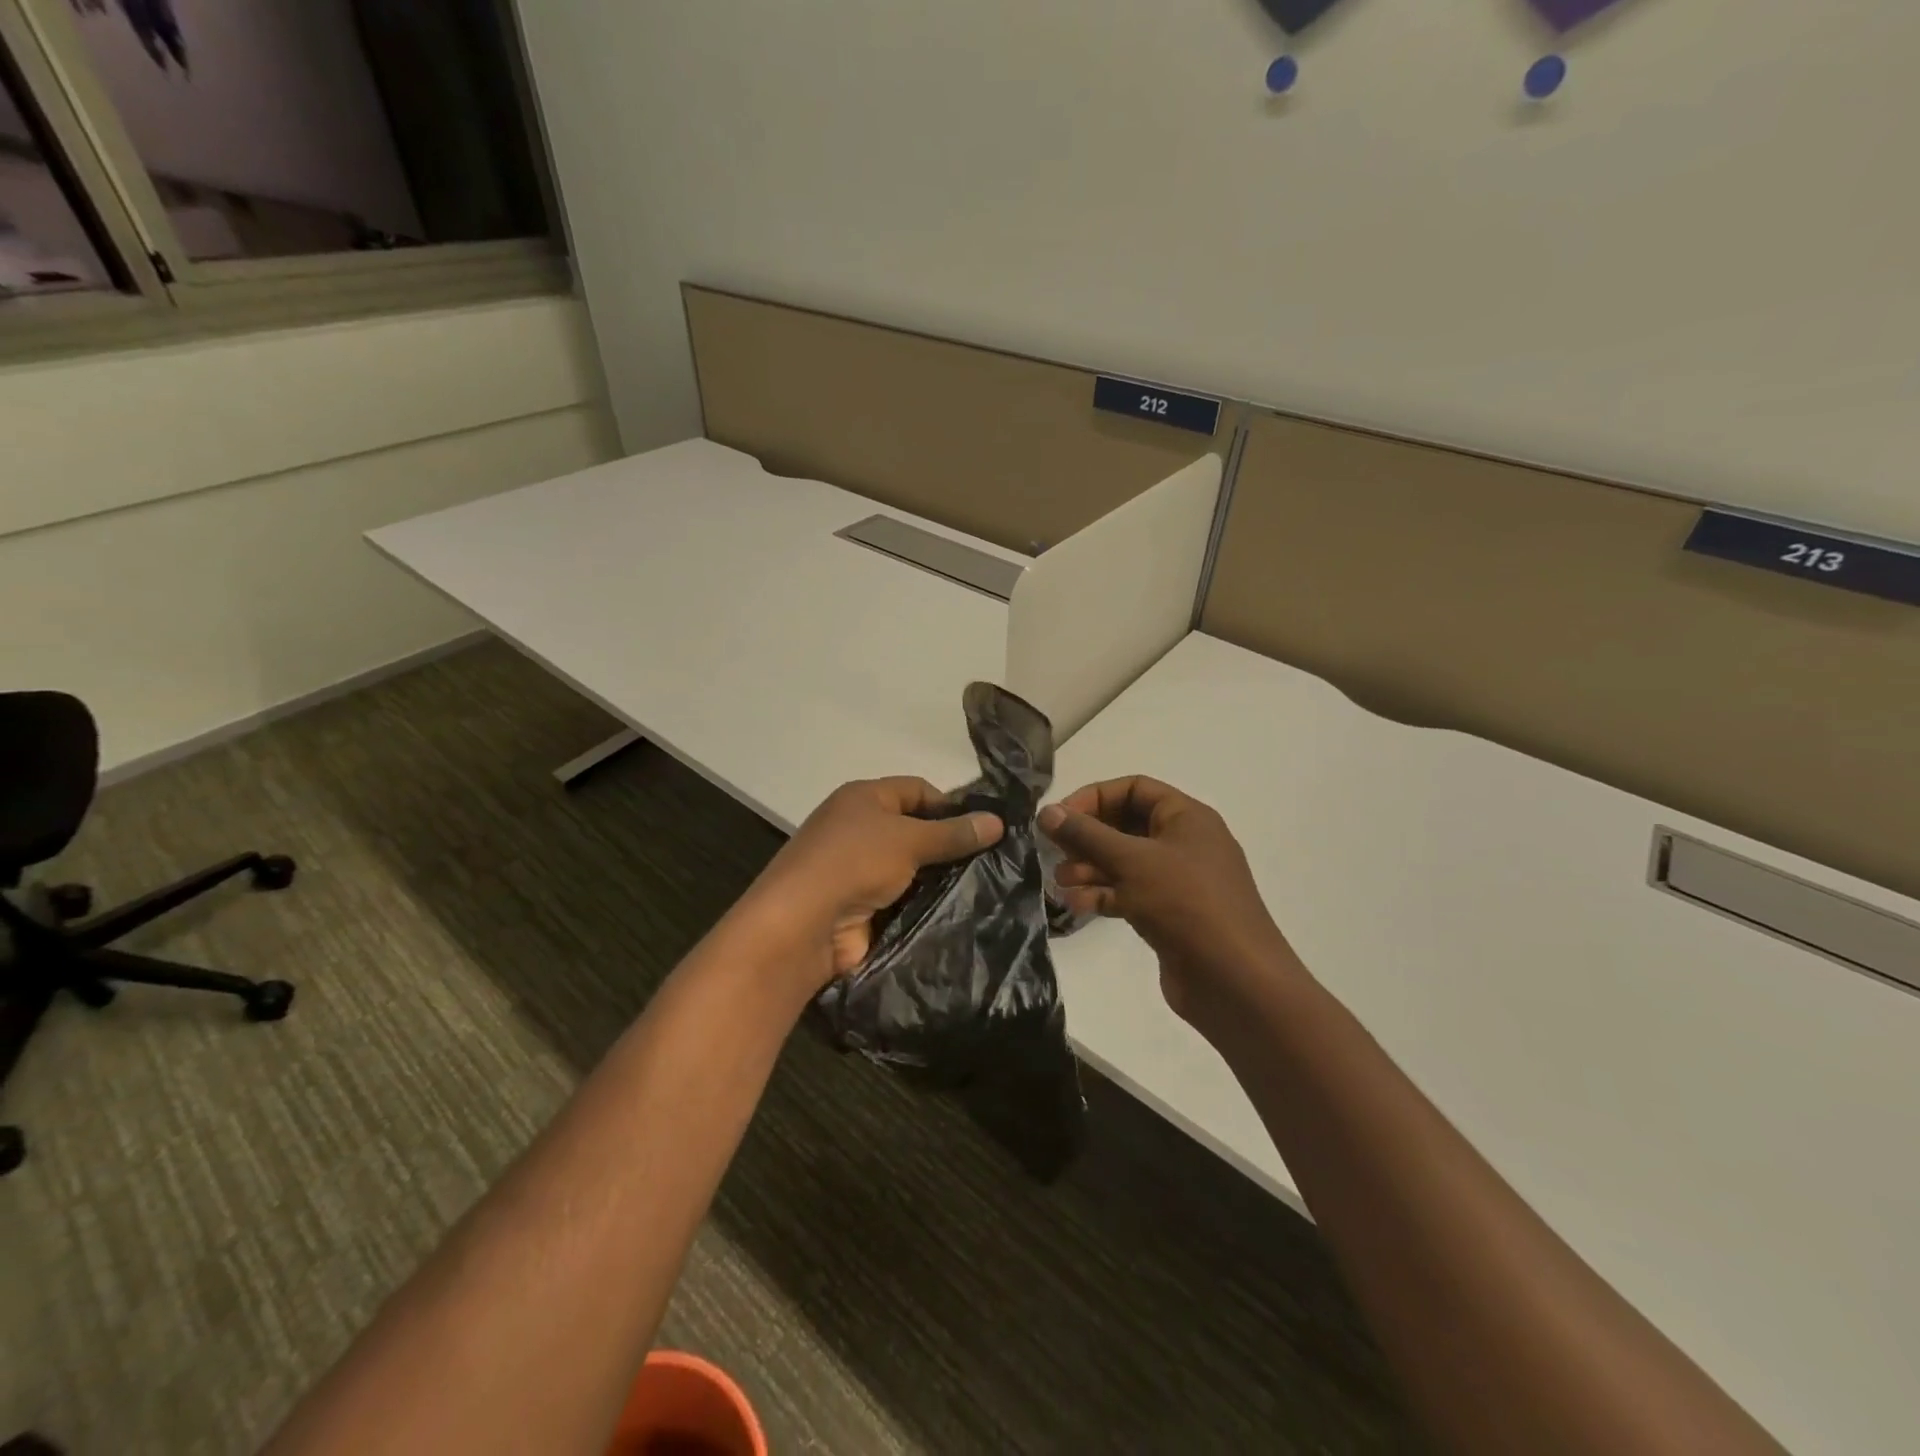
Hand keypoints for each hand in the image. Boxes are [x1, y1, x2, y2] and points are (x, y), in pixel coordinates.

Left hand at [747, 777, 1002, 989]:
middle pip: (914, 829)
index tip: (983, 828)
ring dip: (937, 878)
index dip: (950, 805)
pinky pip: (902, 899)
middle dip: (948, 844)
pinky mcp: (861, 906)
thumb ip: (953, 833)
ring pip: (911, 868)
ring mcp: (858, 869)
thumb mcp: (909, 840)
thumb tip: (998, 821)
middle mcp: (858, 827)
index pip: (916, 790)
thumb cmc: (854, 862)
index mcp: (863, 797)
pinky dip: (923, 904)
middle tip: (992, 860)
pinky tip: (956, 912)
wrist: (802, 925)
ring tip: (984, 887)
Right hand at [1039, 776, 1298, 1029]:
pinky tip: (1078, 905)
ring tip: (1061, 882)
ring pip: (1124, 863)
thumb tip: (1047, 811)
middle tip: (1055, 851)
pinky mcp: (1169, 915)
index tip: (1060, 818)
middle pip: (1126, 826)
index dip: (1094, 798)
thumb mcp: (1132, 861)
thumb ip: (1086, 834)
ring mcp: (1177, 881)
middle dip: (1088, 837)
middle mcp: (1183, 843)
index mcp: (1186, 817)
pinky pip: (1130, 893)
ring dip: (1090, 869)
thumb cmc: (1186, 903)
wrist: (1235, 980)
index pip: (1134, 789)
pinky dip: (1104, 895)